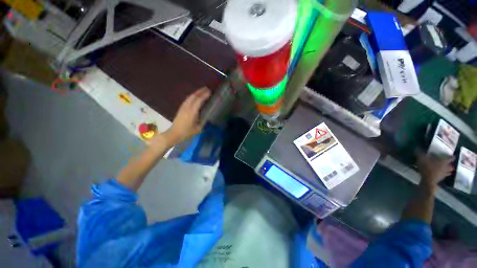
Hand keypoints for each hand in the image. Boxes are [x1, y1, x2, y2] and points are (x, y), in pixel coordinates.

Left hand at [161, 87, 210, 146]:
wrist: (174, 133)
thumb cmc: (187, 132)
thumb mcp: (198, 129)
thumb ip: (203, 122)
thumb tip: (208, 117)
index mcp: (192, 112)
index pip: (199, 100)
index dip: (204, 95)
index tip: (210, 92)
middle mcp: (187, 107)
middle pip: (194, 96)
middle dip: (200, 91)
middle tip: (207, 88)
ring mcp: (183, 107)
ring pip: (190, 97)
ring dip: (196, 92)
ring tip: (202, 91)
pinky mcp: (181, 108)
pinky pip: (187, 99)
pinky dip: (192, 96)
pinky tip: (195, 97)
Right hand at [417, 153, 454, 187]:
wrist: (427, 180)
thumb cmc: (426, 167)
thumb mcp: (421, 159)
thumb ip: (420, 153)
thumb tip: (417, 147)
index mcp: (443, 161)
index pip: (450, 158)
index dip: (452, 157)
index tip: (453, 156)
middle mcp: (446, 167)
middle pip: (451, 166)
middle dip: (451, 165)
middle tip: (450, 164)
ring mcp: (444, 174)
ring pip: (449, 172)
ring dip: (448, 171)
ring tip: (447, 171)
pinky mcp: (440, 179)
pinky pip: (444, 177)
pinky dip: (444, 176)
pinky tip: (441, 176)